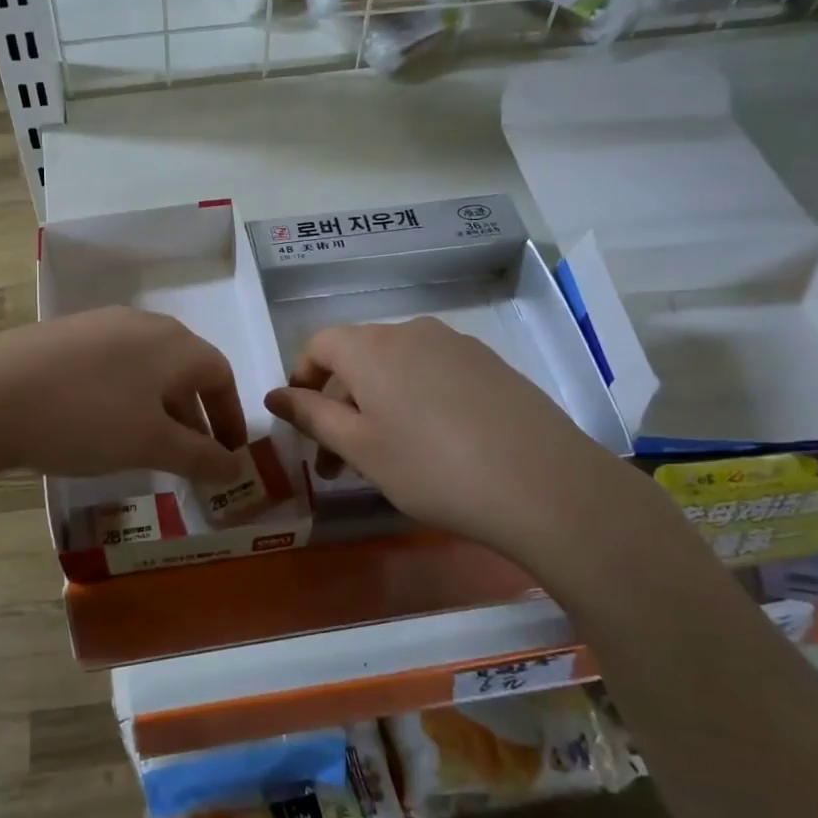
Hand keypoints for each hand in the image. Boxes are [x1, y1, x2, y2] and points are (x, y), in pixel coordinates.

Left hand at [0, 307, 247, 482]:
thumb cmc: (85, 418)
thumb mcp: (149, 444)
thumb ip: (199, 456)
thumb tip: (236, 468)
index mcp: (173, 343)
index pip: (219, 375)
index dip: (230, 417)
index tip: (229, 455)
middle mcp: (142, 324)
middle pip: (184, 369)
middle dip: (194, 416)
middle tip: (192, 457)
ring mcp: (99, 325)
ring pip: (147, 367)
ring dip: (159, 407)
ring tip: (148, 445)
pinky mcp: (63, 336)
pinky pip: (112, 365)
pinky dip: (125, 396)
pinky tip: (102, 423)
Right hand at [263, 319, 682, 580]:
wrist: (544, 485)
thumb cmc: (431, 468)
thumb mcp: (360, 448)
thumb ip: (311, 416)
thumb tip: (274, 395)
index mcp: (371, 347)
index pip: (320, 344)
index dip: (302, 378)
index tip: (302, 421)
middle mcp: (411, 332)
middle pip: (359, 357)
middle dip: (339, 403)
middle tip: (338, 461)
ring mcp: (457, 345)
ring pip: (398, 367)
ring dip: (378, 404)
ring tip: (386, 456)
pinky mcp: (492, 365)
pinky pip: (435, 374)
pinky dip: (416, 400)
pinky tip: (434, 445)